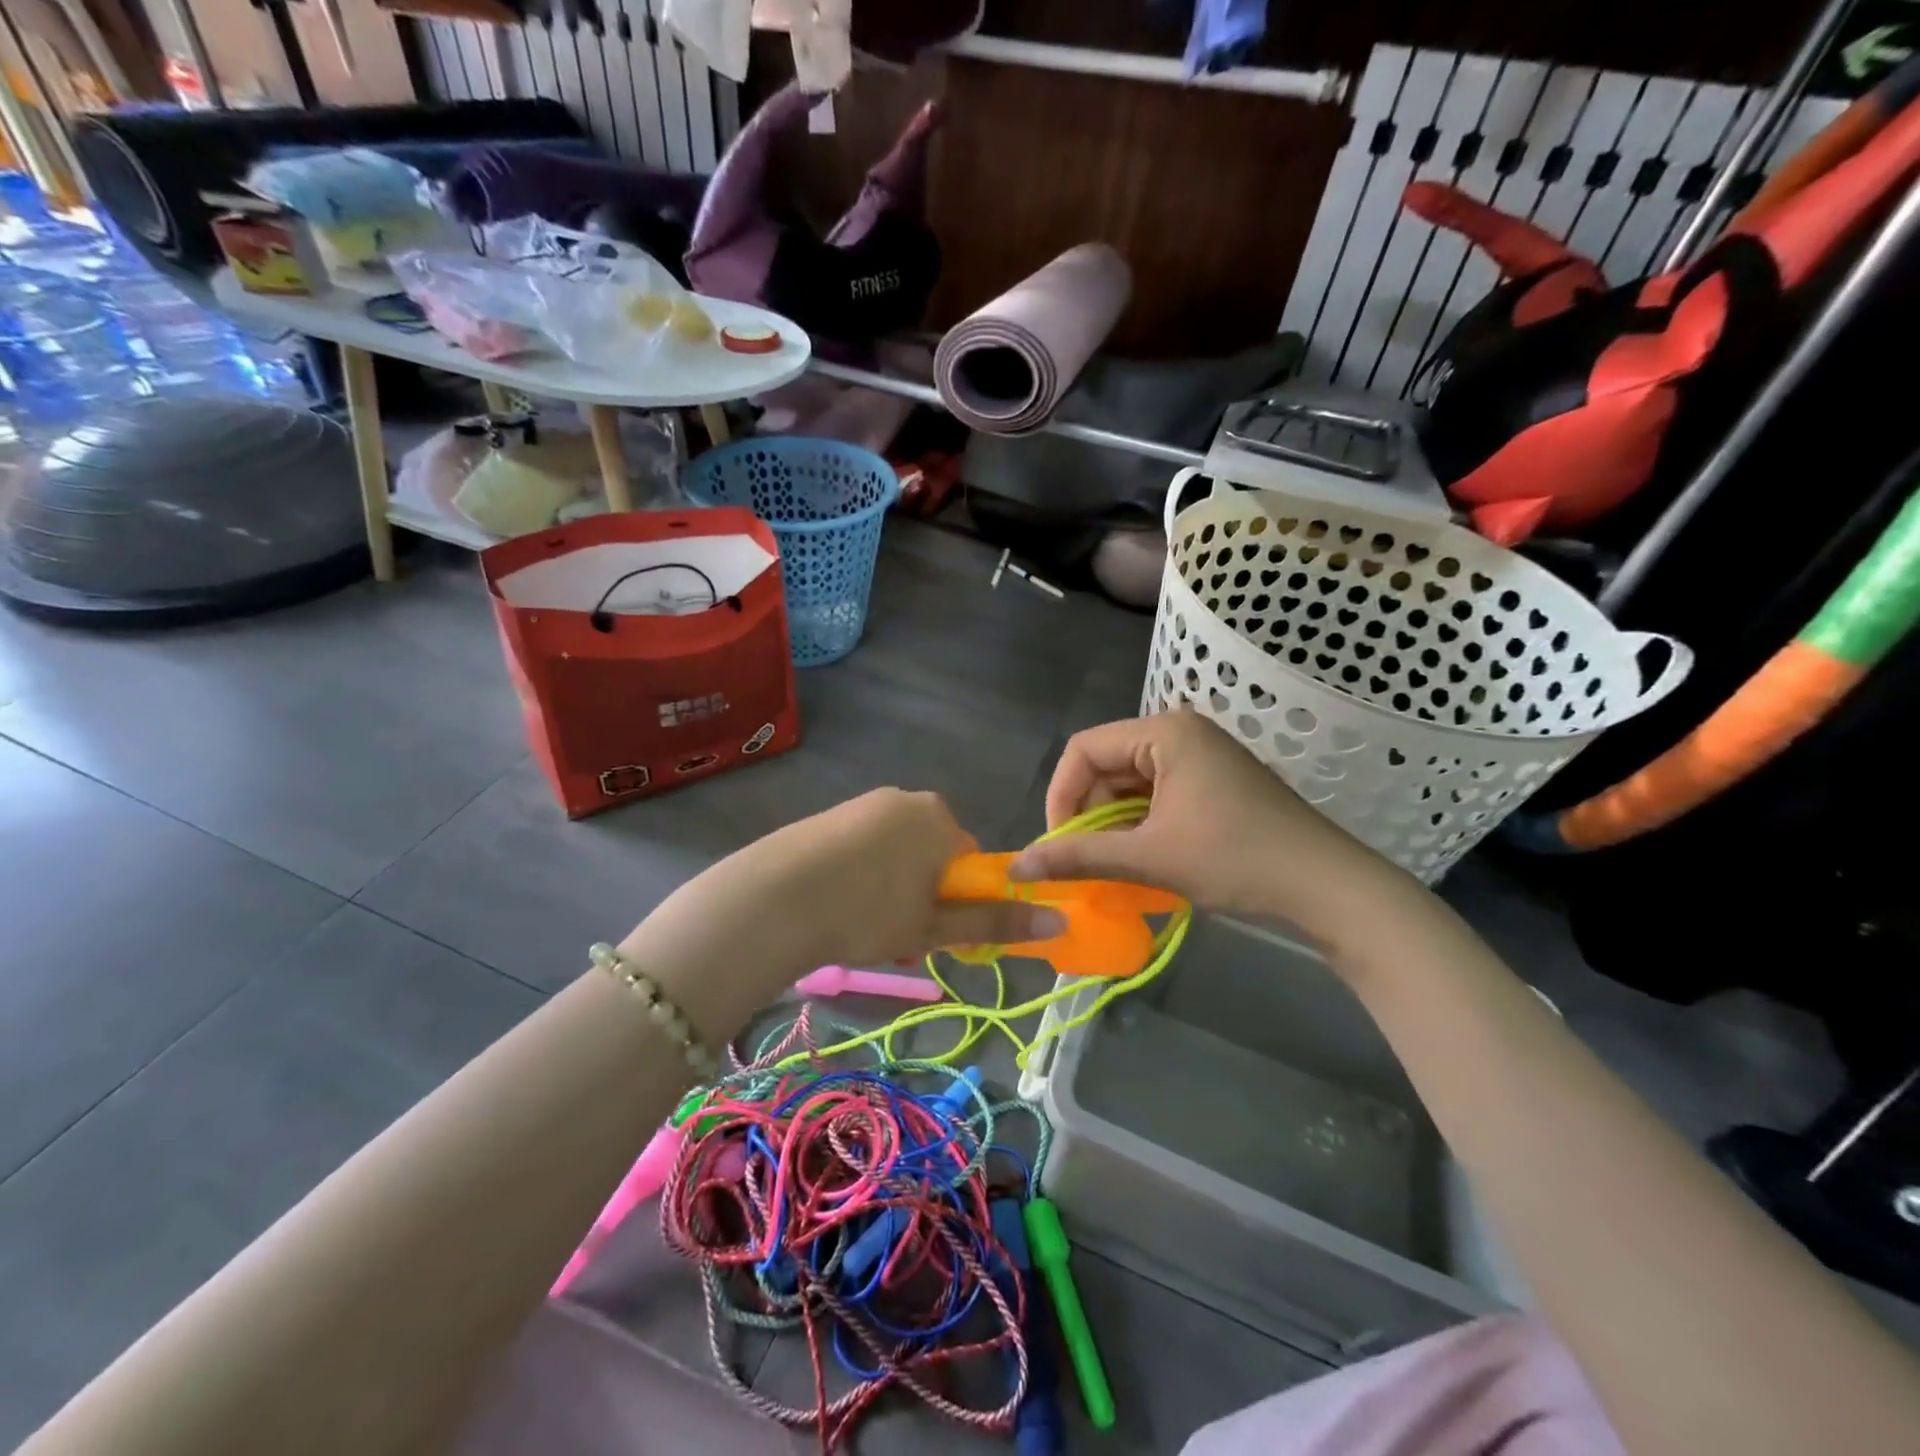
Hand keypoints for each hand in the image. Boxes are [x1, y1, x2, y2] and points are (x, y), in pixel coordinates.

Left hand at [623, 789, 1061, 1023]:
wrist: (774, 899)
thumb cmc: (867, 912)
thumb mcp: (934, 926)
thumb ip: (994, 922)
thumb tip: (1059, 922)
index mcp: (940, 818)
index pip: (971, 861)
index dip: (957, 901)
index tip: (932, 931)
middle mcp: (907, 799)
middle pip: (934, 855)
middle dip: (923, 896)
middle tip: (897, 937)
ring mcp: (865, 803)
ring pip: (897, 854)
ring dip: (892, 891)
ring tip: (862, 928)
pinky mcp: (830, 815)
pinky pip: (864, 847)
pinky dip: (861, 875)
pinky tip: (837, 904)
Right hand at [1009, 710, 1418, 946]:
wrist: (1328, 887)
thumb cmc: (1236, 860)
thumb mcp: (1150, 857)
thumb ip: (1080, 856)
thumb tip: (1019, 866)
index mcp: (1165, 732)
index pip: (1084, 749)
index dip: (1061, 795)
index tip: (1058, 843)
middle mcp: (1180, 733)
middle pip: (1106, 765)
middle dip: (1088, 813)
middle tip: (1083, 861)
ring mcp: (1200, 757)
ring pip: (1130, 784)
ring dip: (1113, 824)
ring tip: (1110, 866)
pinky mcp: (1213, 782)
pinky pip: (1156, 796)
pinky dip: (1140, 826)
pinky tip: (1140, 860)